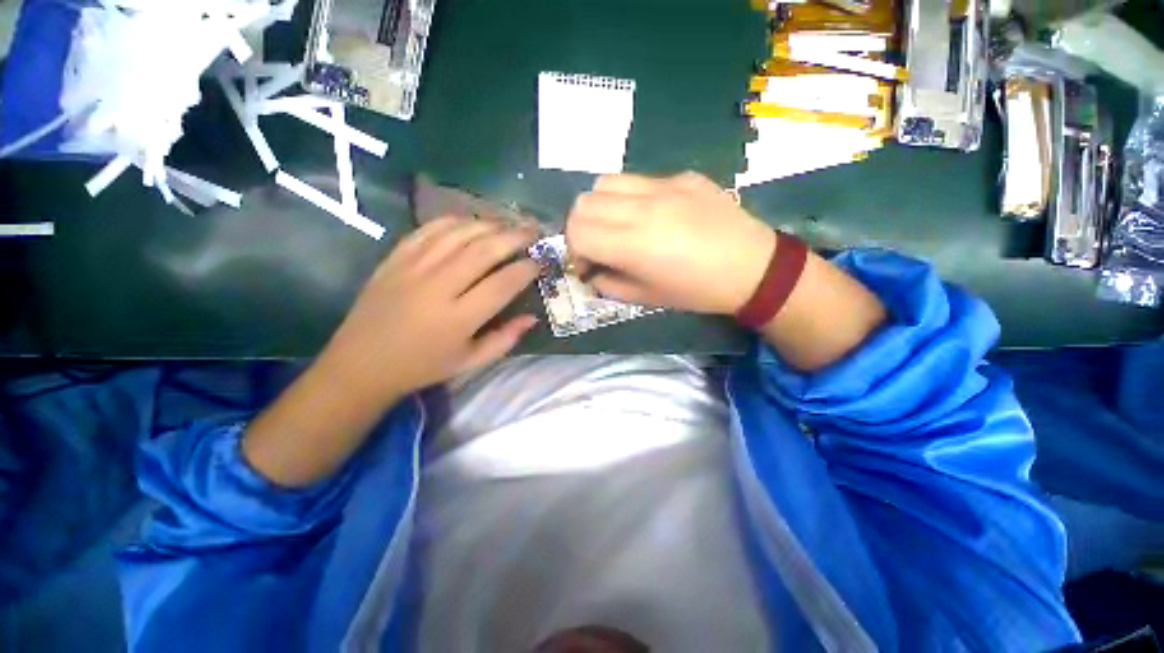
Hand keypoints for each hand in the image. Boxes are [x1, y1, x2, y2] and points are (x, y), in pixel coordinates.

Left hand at [317, 216, 539, 409]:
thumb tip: (532, 317)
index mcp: (458, 319)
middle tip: (534, 230)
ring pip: (459, 234)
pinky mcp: (396, 258)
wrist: (361, 363)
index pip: (503, 284)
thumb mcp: (470, 362)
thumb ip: (505, 339)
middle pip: (484, 250)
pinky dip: (455, 221)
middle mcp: (438, 288)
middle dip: (515, 236)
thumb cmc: (423, 366)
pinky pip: (429, 229)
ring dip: (489, 224)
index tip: (541, 261)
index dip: (527, 269)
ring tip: (508, 224)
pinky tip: (472, 222)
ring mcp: (413, 268)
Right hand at [565, 172, 775, 314]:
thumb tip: (591, 272)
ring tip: (616, 227)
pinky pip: (637, 179)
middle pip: (583, 203)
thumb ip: (609, 284)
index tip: (587, 266)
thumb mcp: (647, 298)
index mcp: (635, 244)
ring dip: (599, 208)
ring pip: (604, 183)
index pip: (577, 233)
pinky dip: (627, 198)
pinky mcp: (681, 176)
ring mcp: (663, 186)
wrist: (753, 267)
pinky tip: (648, 215)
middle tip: (596, 247)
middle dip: (580, 229)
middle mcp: (643, 208)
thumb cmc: (698, 291)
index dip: (574, 252)